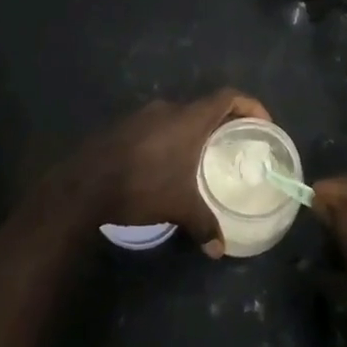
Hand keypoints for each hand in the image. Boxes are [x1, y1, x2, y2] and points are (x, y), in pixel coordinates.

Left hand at [70, 89, 270, 254]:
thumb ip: (204, 225)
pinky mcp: (124, 126)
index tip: (263, 124)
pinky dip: (171, 139)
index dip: (250, 106)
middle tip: (236, 145)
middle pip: (205, 106)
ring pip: (179, 117)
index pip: (229, 97)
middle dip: (223, 123)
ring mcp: (143, 115)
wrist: (83, 185)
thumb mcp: (179, 208)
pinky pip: (158, 126)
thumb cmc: (141, 187)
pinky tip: (168, 165)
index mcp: (189, 119)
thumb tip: (219, 249)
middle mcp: (169, 109)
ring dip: (194, 132)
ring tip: (203, 158)